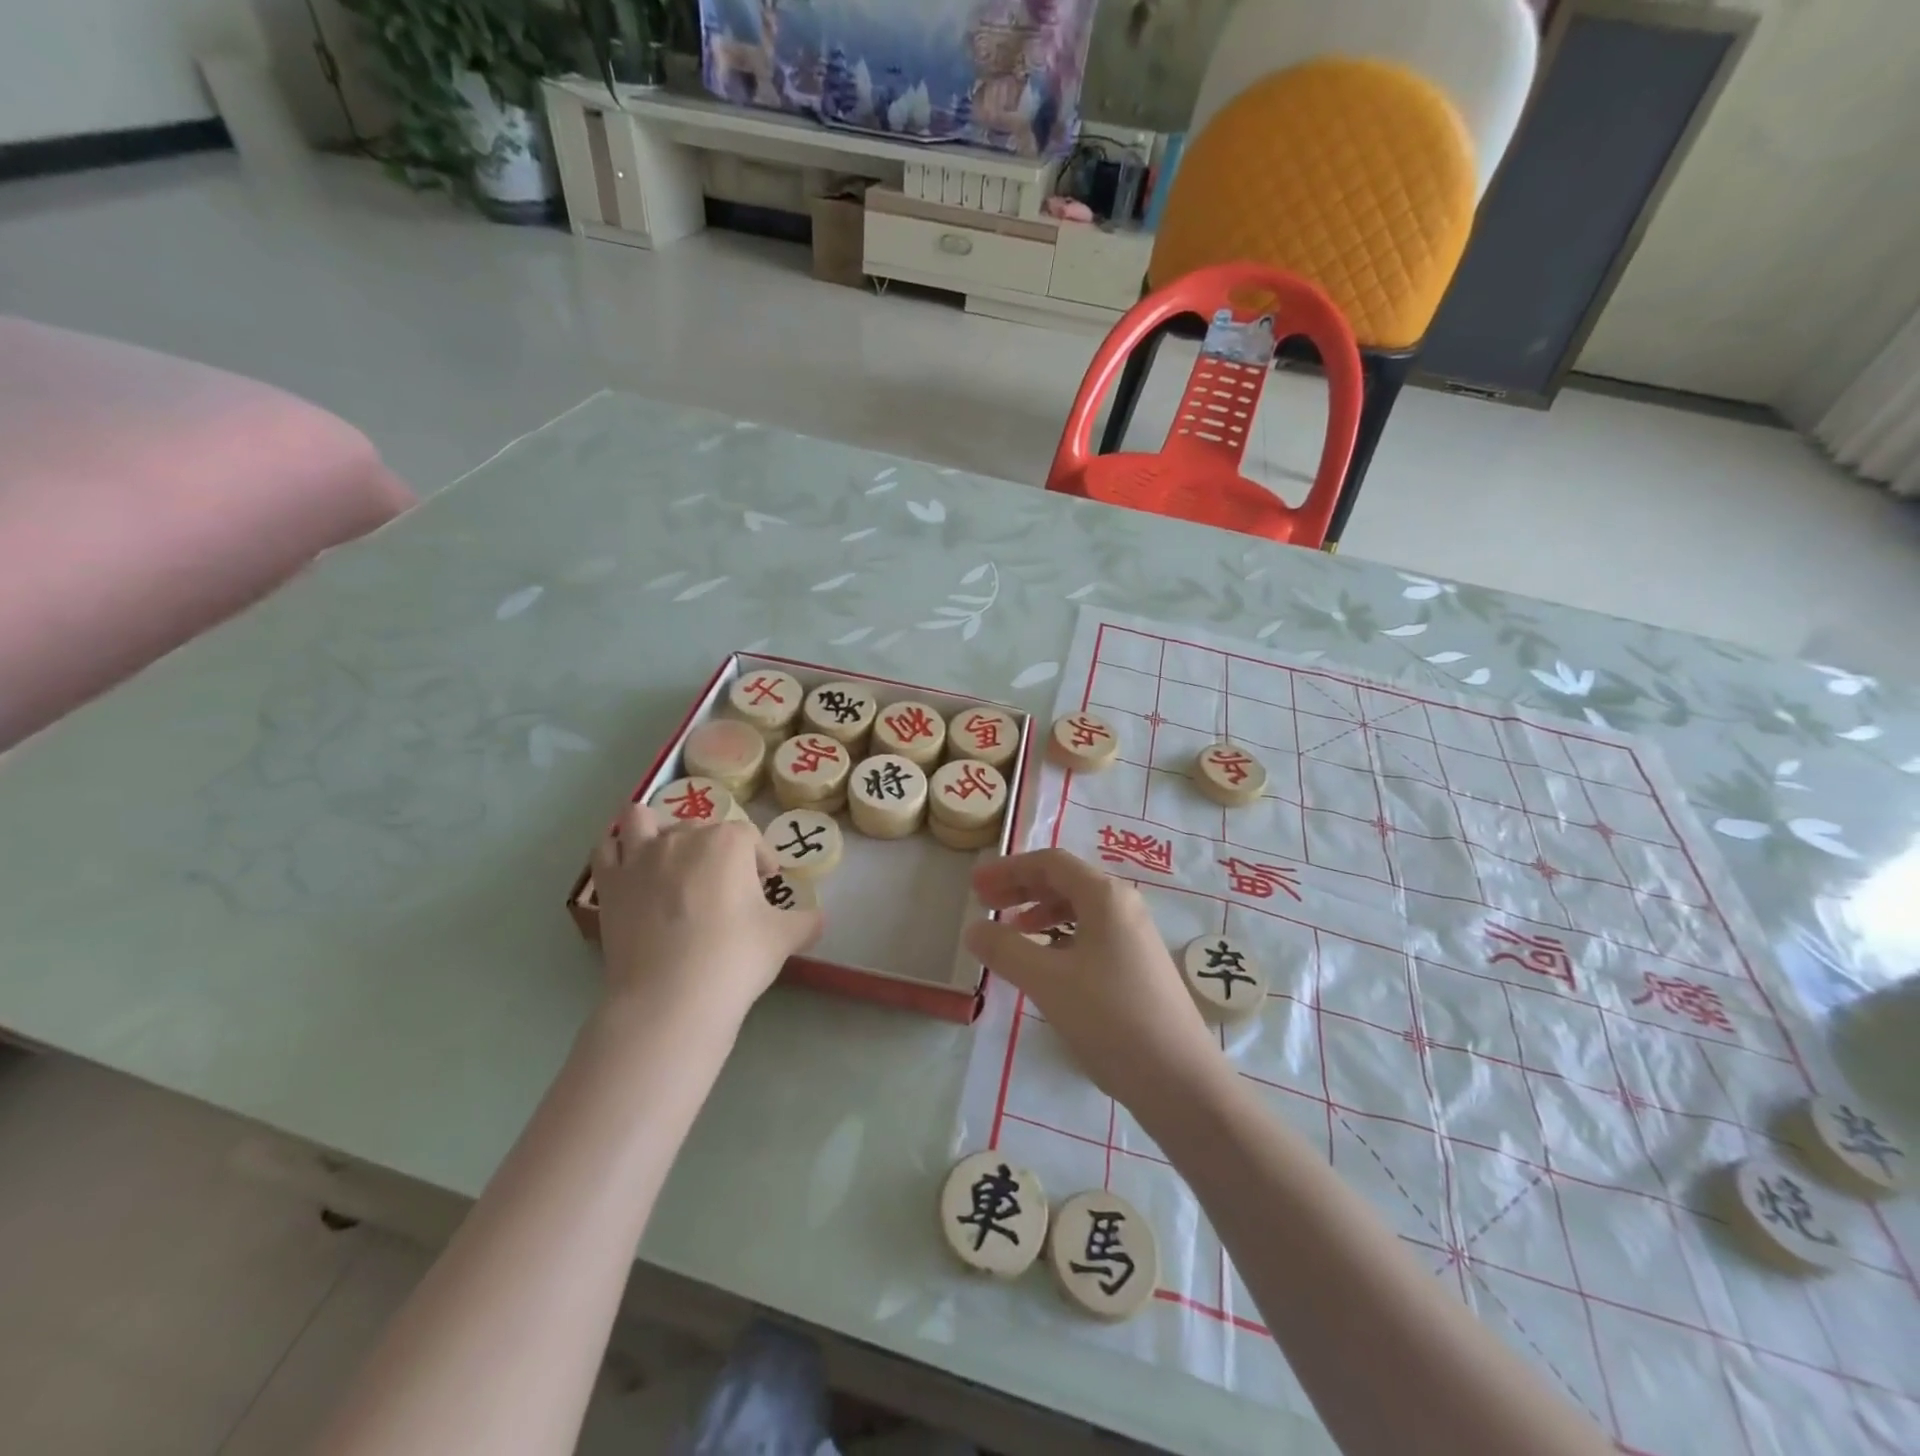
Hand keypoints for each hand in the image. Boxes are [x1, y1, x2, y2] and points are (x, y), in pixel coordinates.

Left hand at [590, 804, 822, 1030]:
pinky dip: (618, 848)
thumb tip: (817, 918)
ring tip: (669, 857)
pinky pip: (607, 847)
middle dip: (716, 850)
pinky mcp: (609, 882)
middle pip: (702, 827)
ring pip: (643, 819)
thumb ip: (806, 921)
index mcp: (728, 842)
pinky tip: (631, 867)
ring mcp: (640, 857)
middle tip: (724, 888)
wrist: (670, 1000)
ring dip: (657, 829)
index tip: (765, 886)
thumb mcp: (784, 938)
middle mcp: (682, 837)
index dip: (761, 860)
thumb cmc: (734, 959)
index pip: (750, 838)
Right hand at [963, 849, 1224, 1114]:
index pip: (1050, 862)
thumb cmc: (1110, 1019)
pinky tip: (1045, 961)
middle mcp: (1123, 906)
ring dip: (1039, 912)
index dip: (1008, 869)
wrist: (1180, 1080)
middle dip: (1021, 888)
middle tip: (983, 903)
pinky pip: (1090, 934)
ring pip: (1078, 908)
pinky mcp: (1137, 965)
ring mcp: (1134, 936)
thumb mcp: (1047, 981)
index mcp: (1105, 896)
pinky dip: (1059, 936)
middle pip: (1064, 881)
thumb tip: (974, 928)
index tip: (975, 886)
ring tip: (1010, 931)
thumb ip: (1005, 949)